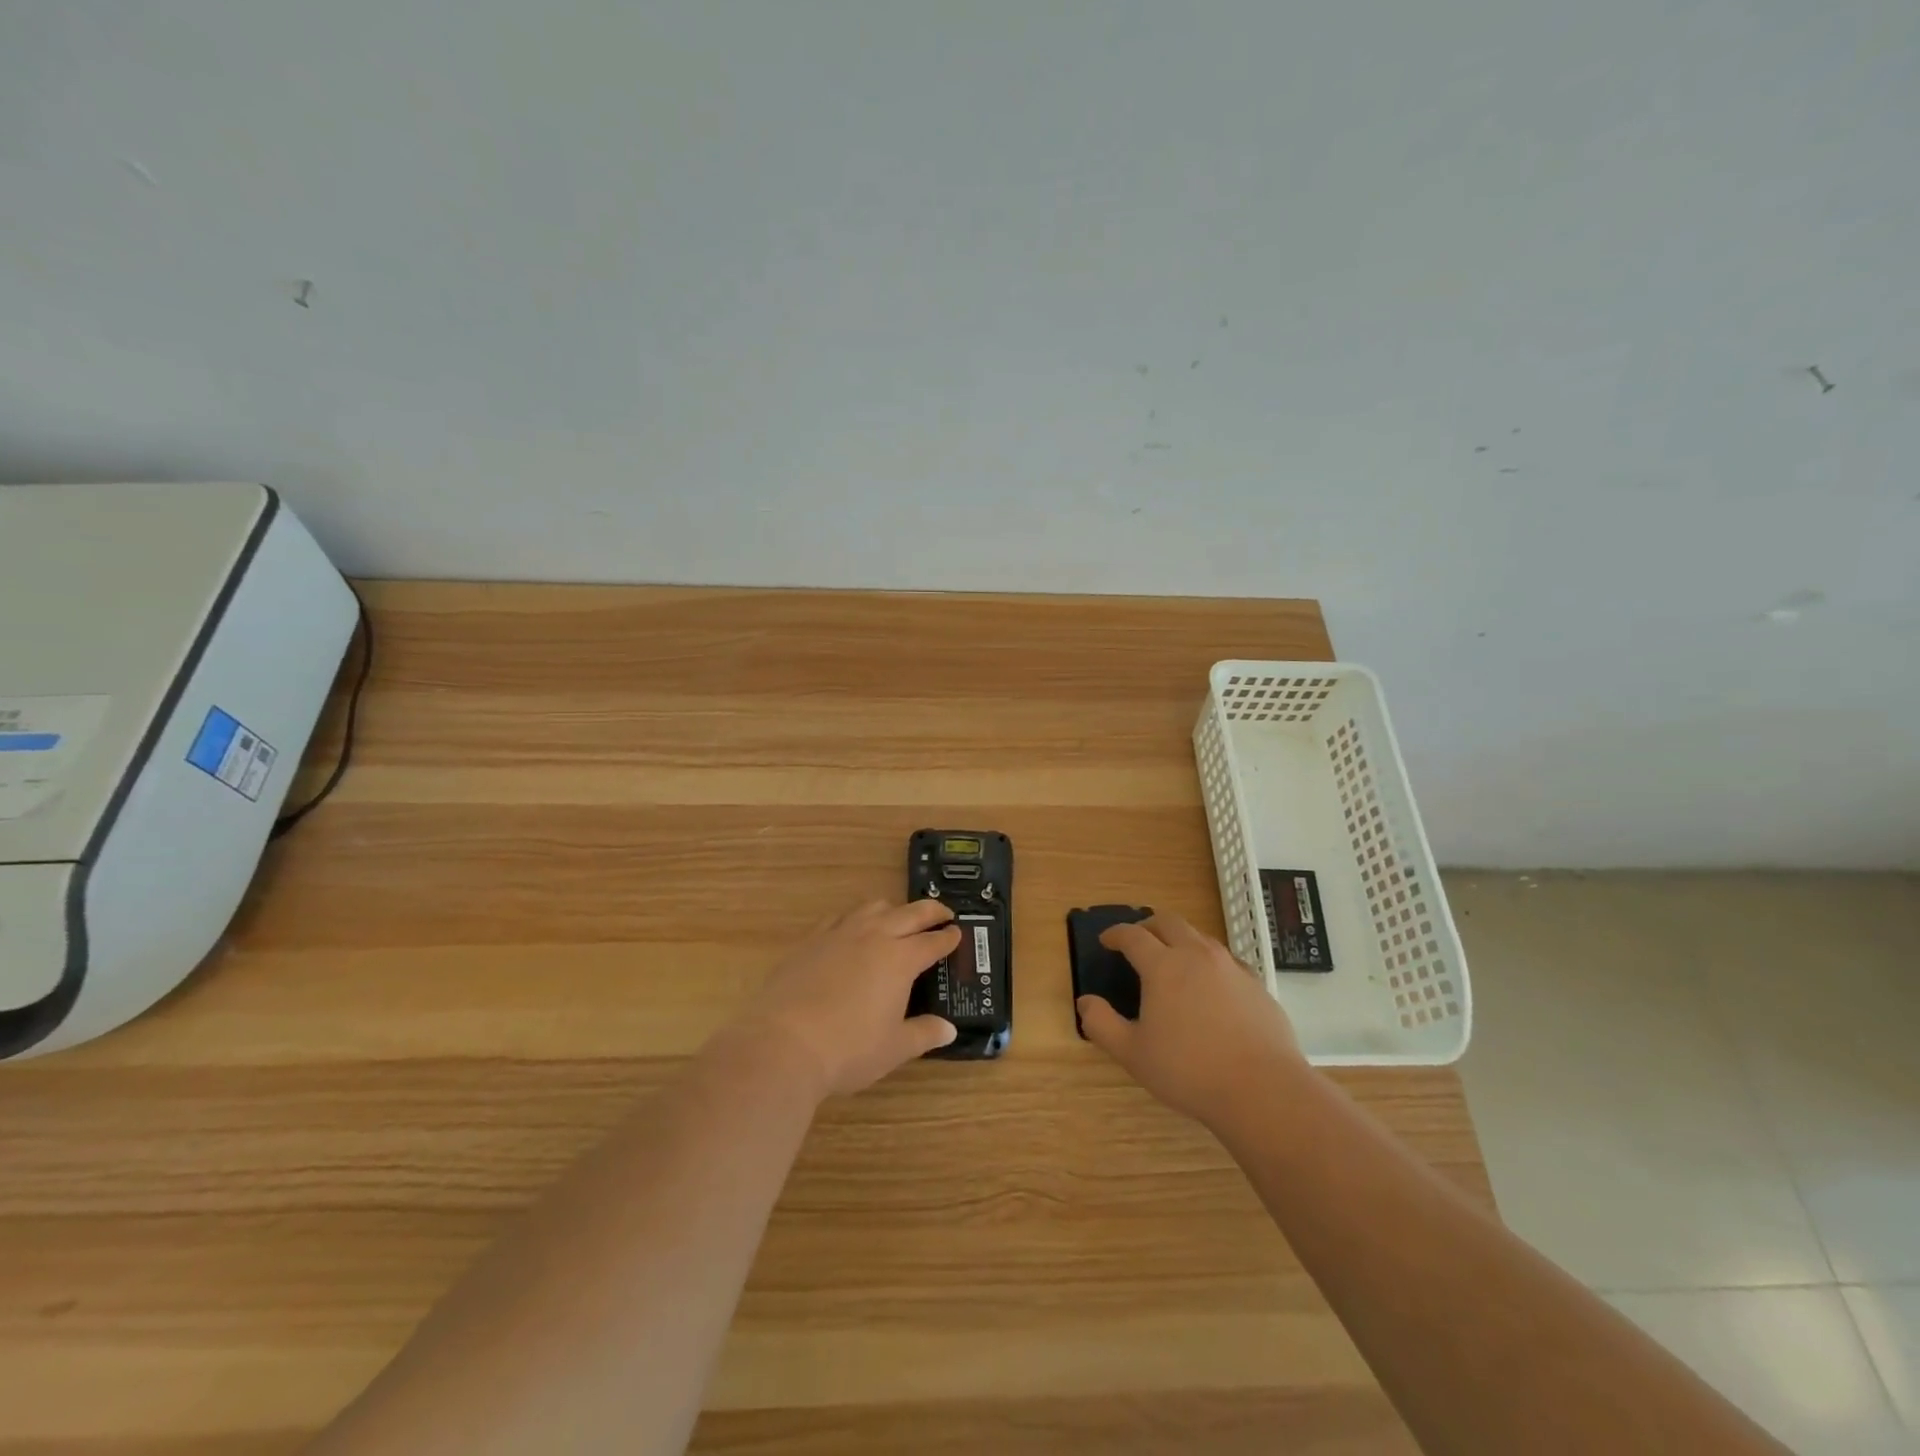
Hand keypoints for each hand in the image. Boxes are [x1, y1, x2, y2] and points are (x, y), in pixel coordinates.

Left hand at [726, 899, 961, 1099]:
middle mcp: (873, 936)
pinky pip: (839, 918)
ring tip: (898, 918)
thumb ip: (923, 1034)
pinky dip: (856, 918)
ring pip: (873, 907)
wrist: (782, 1043)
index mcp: (900, 959)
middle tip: (943, 914)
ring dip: (893, 909)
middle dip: (930, 911)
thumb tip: (949, 1029)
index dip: (948, 938)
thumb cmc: (848, 1049)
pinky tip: (852, 930)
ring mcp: (839, 934)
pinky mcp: (811, 940)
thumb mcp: (894, 1048)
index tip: (958, 933)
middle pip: (909, 913)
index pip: (932, 942)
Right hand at [1077, 912, 1304, 1127]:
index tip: (1106, 941)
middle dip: (1148, 926)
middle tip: (1138, 941)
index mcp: (1163, 966)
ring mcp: (1232, 967)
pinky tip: (1210, 988)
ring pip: (1201, 937)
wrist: (1263, 1090)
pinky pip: (1227, 961)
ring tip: (1173, 962)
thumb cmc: (1189, 1071)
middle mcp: (1197, 955)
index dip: (1115, 934)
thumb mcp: (1133, 1054)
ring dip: (1180, 941)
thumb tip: (1085, 1002)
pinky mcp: (1257, 985)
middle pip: (1169, 922)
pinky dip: (1209, 963)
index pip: (1133, 935)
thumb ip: (1102, 1024)